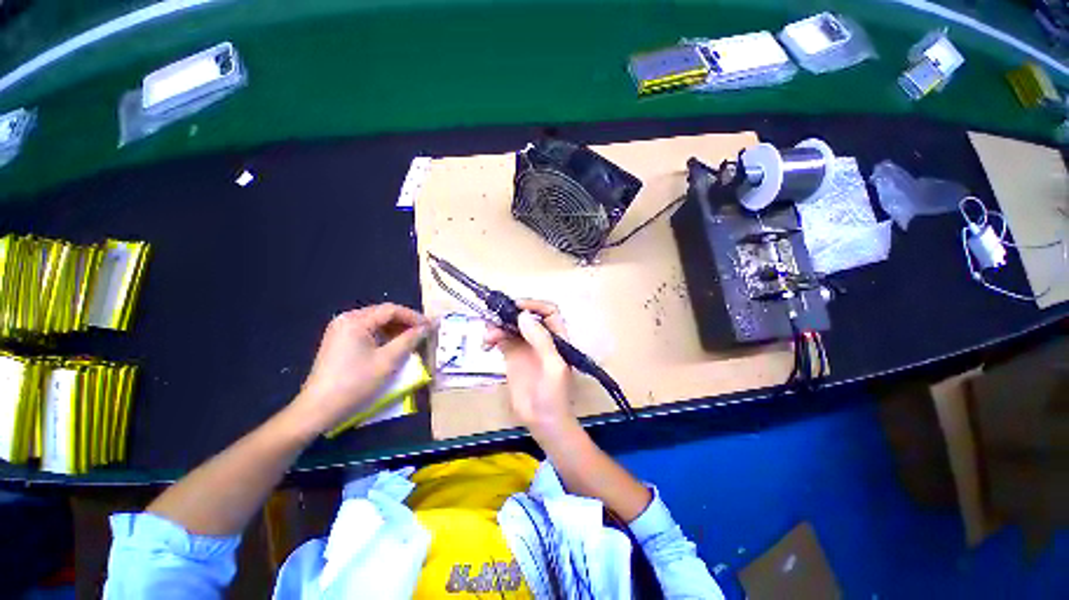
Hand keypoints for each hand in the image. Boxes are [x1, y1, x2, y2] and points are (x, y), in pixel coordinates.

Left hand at [287, 303, 428, 436]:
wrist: (319, 409)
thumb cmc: (355, 383)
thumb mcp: (388, 360)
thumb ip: (410, 339)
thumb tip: (429, 326)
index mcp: (356, 320)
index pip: (392, 310)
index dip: (414, 317)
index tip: (431, 326)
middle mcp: (346, 319)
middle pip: (383, 314)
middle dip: (406, 322)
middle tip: (424, 332)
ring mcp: (340, 330)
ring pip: (376, 323)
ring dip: (396, 329)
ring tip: (413, 339)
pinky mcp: (339, 341)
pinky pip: (367, 332)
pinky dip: (384, 336)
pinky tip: (394, 345)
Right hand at [484, 300, 575, 435]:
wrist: (543, 421)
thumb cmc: (554, 394)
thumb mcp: (553, 366)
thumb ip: (541, 340)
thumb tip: (522, 315)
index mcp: (556, 337)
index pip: (548, 311)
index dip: (534, 305)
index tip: (516, 307)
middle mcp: (540, 338)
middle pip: (526, 316)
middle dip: (510, 314)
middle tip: (494, 318)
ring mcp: (525, 346)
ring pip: (511, 326)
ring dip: (498, 325)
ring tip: (488, 337)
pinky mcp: (512, 356)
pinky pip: (501, 339)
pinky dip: (492, 337)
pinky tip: (486, 345)